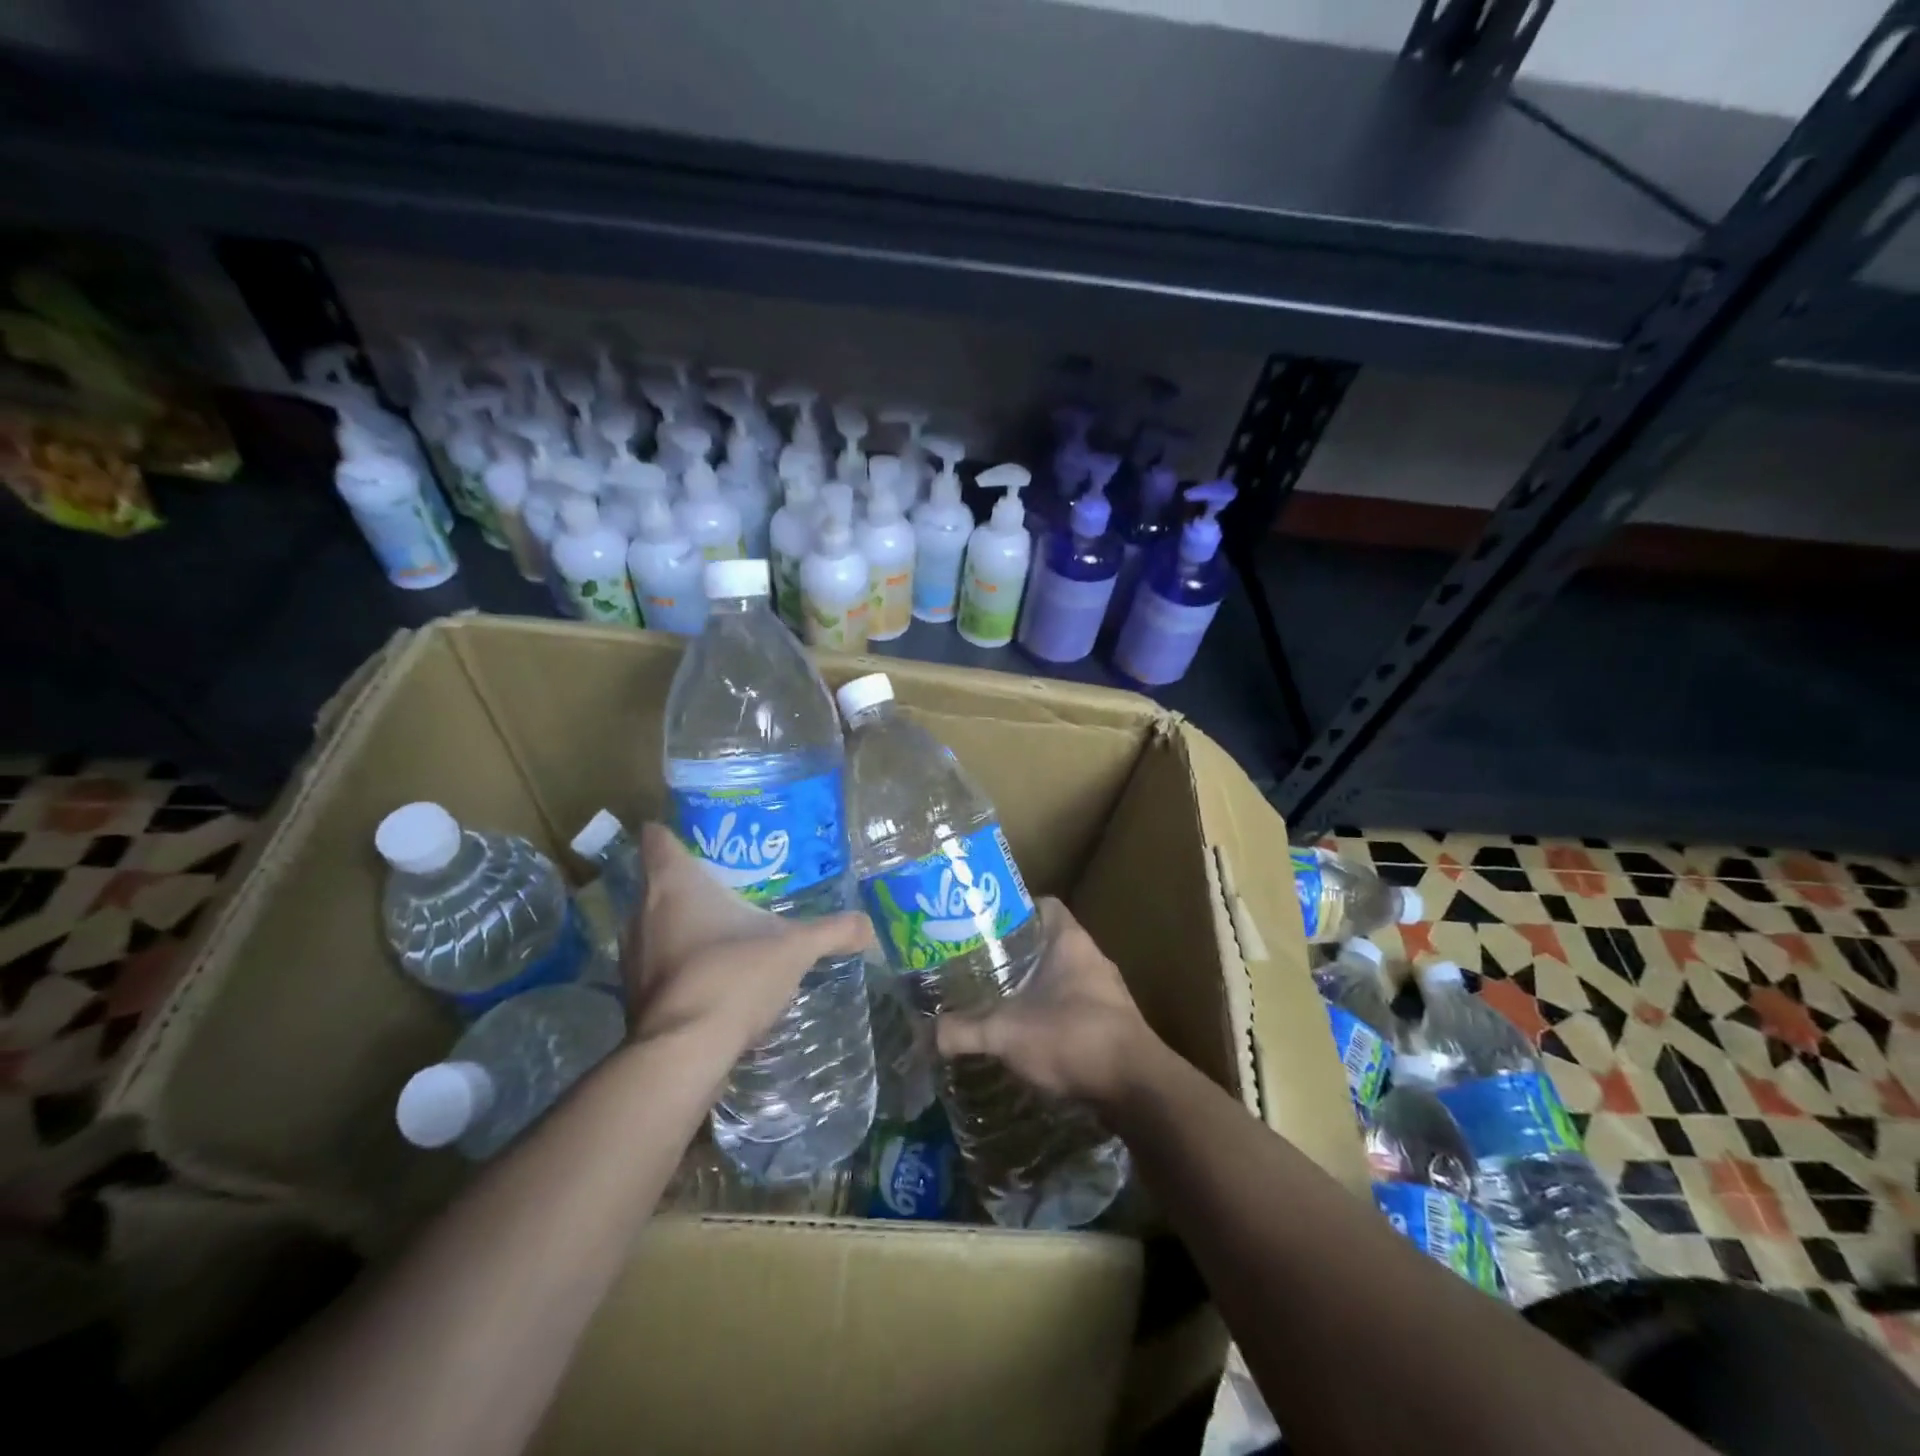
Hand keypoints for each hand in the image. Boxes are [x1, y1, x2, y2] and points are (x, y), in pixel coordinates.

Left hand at [623, 824, 873, 1053]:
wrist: (684, 1053)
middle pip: (655, 881)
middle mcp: (644, 913)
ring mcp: (632, 956)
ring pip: (651, 924)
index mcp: (675, 885)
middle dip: (684, 881)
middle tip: (723, 882)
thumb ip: (833, 932)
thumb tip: (868, 926)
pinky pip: (654, 962)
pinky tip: (707, 974)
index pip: (657, 839)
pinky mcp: (632, 995)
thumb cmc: (734, 977)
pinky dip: (674, 961)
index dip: (669, 832)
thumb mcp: (794, 949)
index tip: (693, 835)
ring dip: (676, 924)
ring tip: (717, 928)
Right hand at [934, 897, 1159, 1107]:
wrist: (1136, 1086)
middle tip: (982, 965)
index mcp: (1069, 940)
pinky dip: (1053, 1012)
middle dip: (1018, 953)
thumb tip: (928, 1033)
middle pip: (1049, 940)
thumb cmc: (1072, 1037)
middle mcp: (1092, 956)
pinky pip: (1076, 1003)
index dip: (1014, 911)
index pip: (1043, 905)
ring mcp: (1106, 990)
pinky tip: (1030, 1032)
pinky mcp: (1113, 1021)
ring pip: (1063, 974)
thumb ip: (965, 1030)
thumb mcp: (1007, 1033)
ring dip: (1037, 984)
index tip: (984, 927)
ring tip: (1000, 998)